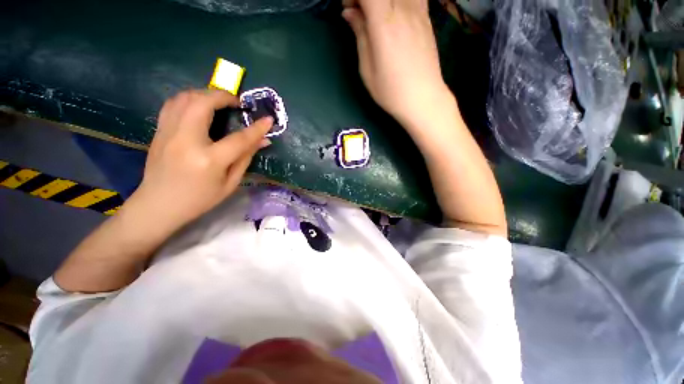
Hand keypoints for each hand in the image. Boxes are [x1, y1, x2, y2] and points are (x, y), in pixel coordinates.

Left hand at [131, 89, 272, 233]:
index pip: (239, 139)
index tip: (268, 120)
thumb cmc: (199, 199)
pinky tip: (199, 107)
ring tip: (219, 102)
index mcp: (209, 160)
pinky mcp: (159, 131)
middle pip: (203, 104)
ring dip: (205, 94)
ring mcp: (168, 133)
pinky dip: (189, 99)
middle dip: (223, 96)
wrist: (158, 206)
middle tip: (236, 103)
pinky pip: (173, 104)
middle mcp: (186, 141)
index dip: (257, 128)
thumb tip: (263, 141)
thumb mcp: (230, 183)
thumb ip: (246, 158)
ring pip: (184, 98)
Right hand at [342, 0, 448, 126]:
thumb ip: (360, 35)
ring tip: (378, 18)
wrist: (423, 99)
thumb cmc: (391, 91)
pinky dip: (400, 2)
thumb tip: (350, 13)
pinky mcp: (427, 18)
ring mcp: (419, 11)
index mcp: (384, 23)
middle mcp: (403, 9)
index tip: (349, 9)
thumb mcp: (367, 69)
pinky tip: (395, 16)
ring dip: (384, 1)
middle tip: (361, 15)